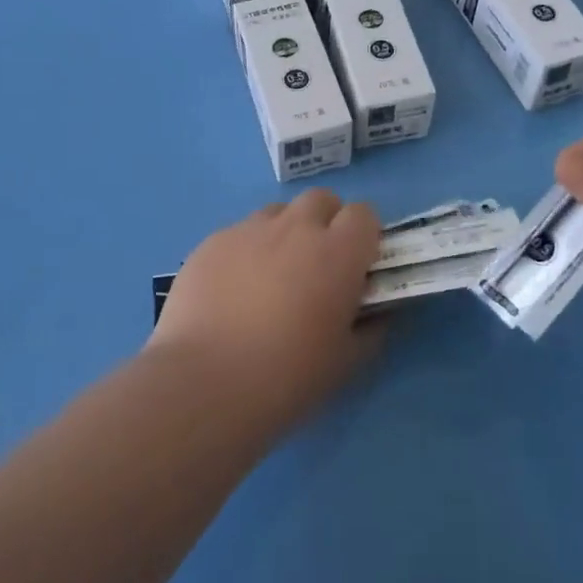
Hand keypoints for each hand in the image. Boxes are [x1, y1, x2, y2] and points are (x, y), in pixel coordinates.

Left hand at [147, 188, 383, 435]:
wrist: (205, 382)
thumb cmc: (288, 376)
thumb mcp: (346, 363)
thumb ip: (370, 330)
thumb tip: (377, 314)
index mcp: (337, 252)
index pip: (364, 214)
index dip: (363, 236)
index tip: (357, 266)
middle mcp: (295, 228)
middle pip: (321, 200)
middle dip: (326, 223)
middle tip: (317, 265)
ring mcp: (249, 230)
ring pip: (277, 213)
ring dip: (285, 233)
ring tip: (271, 276)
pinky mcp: (211, 242)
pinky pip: (239, 233)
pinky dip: (246, 251)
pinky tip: (232, 291)